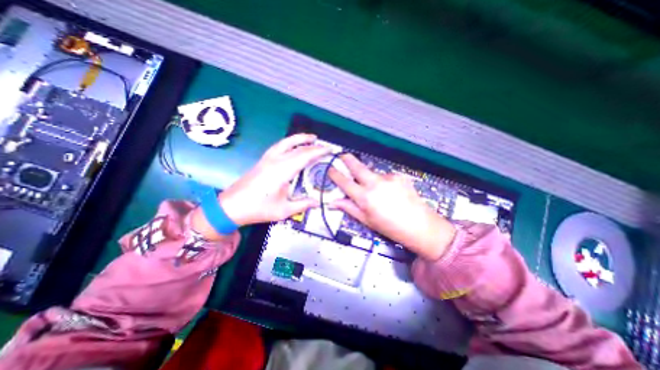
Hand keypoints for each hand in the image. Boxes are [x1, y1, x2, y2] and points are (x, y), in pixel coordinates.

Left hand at [194, 135, 332, 238]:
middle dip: (312, 144)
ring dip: (300, 138)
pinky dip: (290, 143)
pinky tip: (294, 146)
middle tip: (324, 145)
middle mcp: (275, 160)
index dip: (318, 151)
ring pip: (286, 142)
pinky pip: (279, 146)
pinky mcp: (263, 160)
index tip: (330, 149)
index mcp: (281, 171)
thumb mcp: (283, 210)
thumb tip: (318, 202)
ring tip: (311, 138)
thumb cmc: (258, 209)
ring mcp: (267, 159)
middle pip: (297, 147)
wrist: (231, 207)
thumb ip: (303, 204)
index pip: (304, 156)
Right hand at [328, 153, 456, 259]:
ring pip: (373, 172)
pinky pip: (385, 176)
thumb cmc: (391, 227)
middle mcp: (376, 184)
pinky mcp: (399, 176)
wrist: (421, 226)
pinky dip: (383, 181)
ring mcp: (389, 178)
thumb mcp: (367, 220)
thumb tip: (333, 202)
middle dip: (348, 159)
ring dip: (370, 177)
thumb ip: (349, 208)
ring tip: (378, 192)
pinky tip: (390, 192)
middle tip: (343, 155)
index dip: (335, 174)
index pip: (345, 182)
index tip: (330, 169)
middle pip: (358, 166)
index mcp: (365, 198)